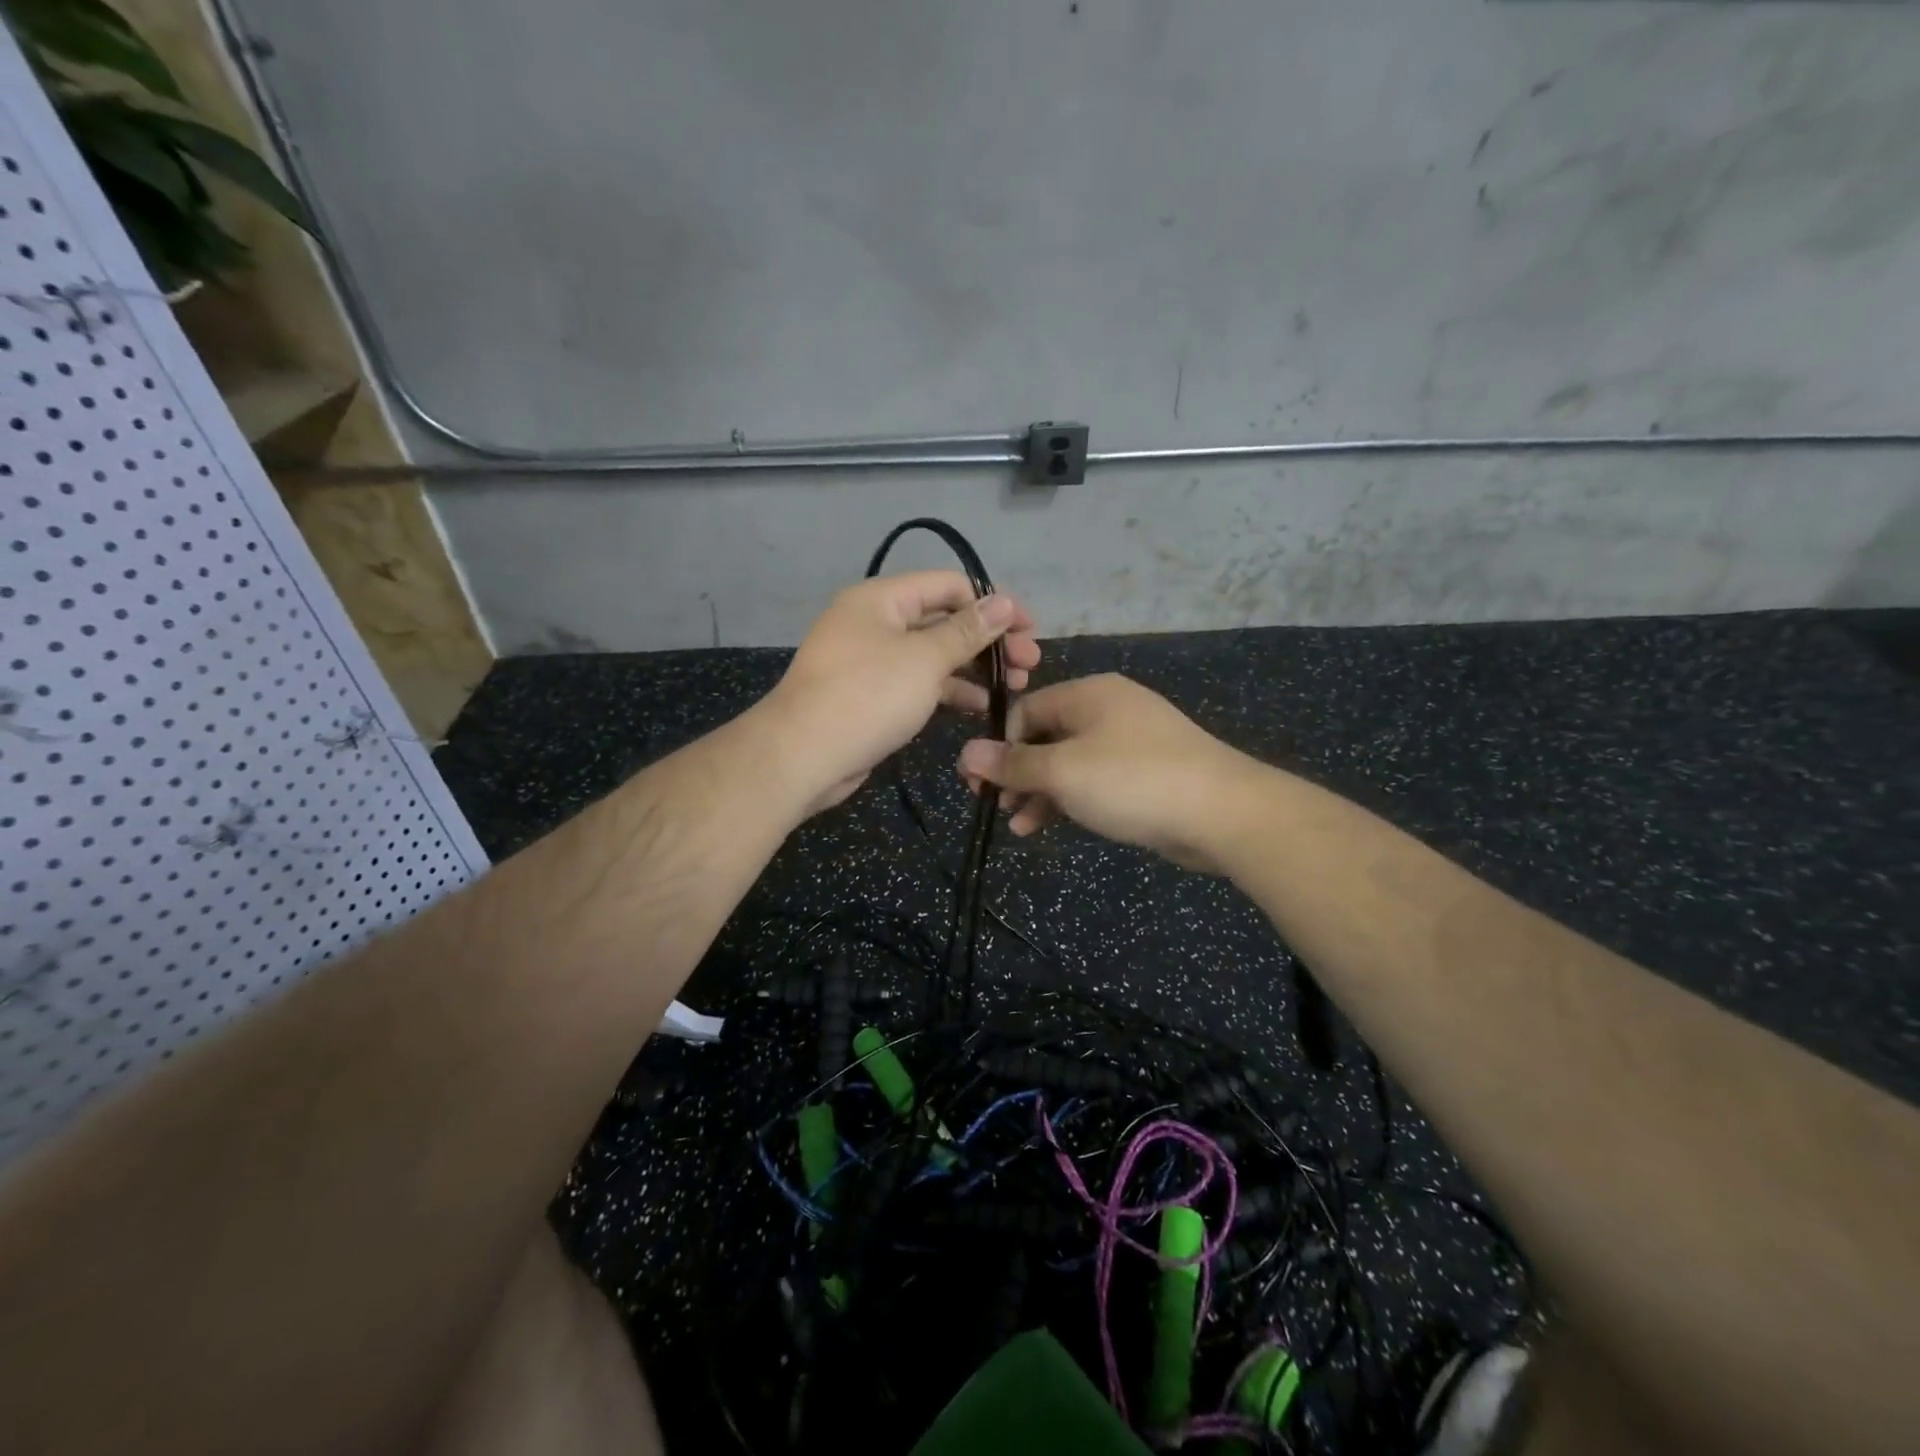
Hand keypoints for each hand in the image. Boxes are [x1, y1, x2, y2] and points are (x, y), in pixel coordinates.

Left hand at [763, 571, 1039, 813]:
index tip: (1029, 630)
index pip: (949, 585)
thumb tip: (1004, 601)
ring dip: (975, 667)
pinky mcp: (873, 694)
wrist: (803, 756)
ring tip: (1016, 686)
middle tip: (1029, 664)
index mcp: (882, 599)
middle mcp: (876, 622)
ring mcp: (873, 660)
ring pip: (934, 654)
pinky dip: (950, 690)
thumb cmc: (867, 696)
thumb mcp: (924, 659)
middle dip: (989, 640)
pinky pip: (919, 682)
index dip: (992, 604)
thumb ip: (967, 630)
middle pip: (944, 620)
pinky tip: (983, 706)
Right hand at [956, 674, 1265, 872]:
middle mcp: (1108, 709)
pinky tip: (1049, 825)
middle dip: (1017, 772)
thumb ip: (1012, 764)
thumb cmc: (1132, 781)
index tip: (978, 782)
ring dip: (1039, 791)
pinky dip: (1070, 799)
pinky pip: (1095, 779)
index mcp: (1088, 694)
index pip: (1025, 711)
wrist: (1222, 813)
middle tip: (993, 804)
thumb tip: (965, 754)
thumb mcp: (1062, 772)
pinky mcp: (1146, 772)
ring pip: (1069, 762)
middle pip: (1046, 736)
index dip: (998, 745)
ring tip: (1017, 825)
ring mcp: (1131, 741)